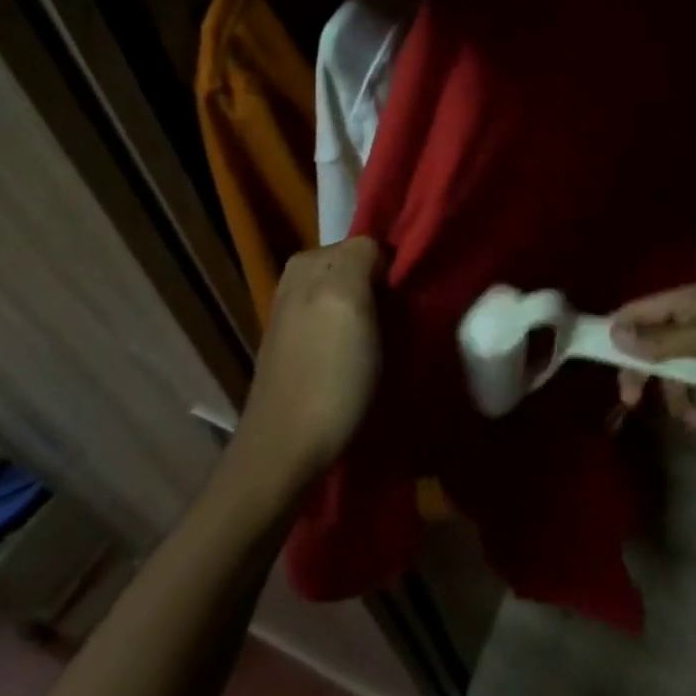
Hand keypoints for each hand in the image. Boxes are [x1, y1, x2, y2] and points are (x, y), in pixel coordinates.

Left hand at [227, 238, 382, 484]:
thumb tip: (377, 251)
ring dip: (376, 316)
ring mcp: (297, 318)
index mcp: (307, 263)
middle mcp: (297, 283)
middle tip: (405, 320)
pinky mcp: (301, 351)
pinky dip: (360, 337)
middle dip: (384, 291)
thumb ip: (361, 256)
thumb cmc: (327, 373)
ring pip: (352, 300)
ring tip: (392, 342)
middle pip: (360, 272)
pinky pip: (342, 326)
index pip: (368, 244)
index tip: (408, 299)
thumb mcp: (346, 299)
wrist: (287, 450)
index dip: (393, 269)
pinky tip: (369, 359)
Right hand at [610, 280, 695, 423]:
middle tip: (632, 401)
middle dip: (647, 373)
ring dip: (680, 397)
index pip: (646, 308)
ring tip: (695, 419)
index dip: (622, 329)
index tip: (601, 356)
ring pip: (676, 372)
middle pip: (656, 344)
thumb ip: (663, 339)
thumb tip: (616, 333)